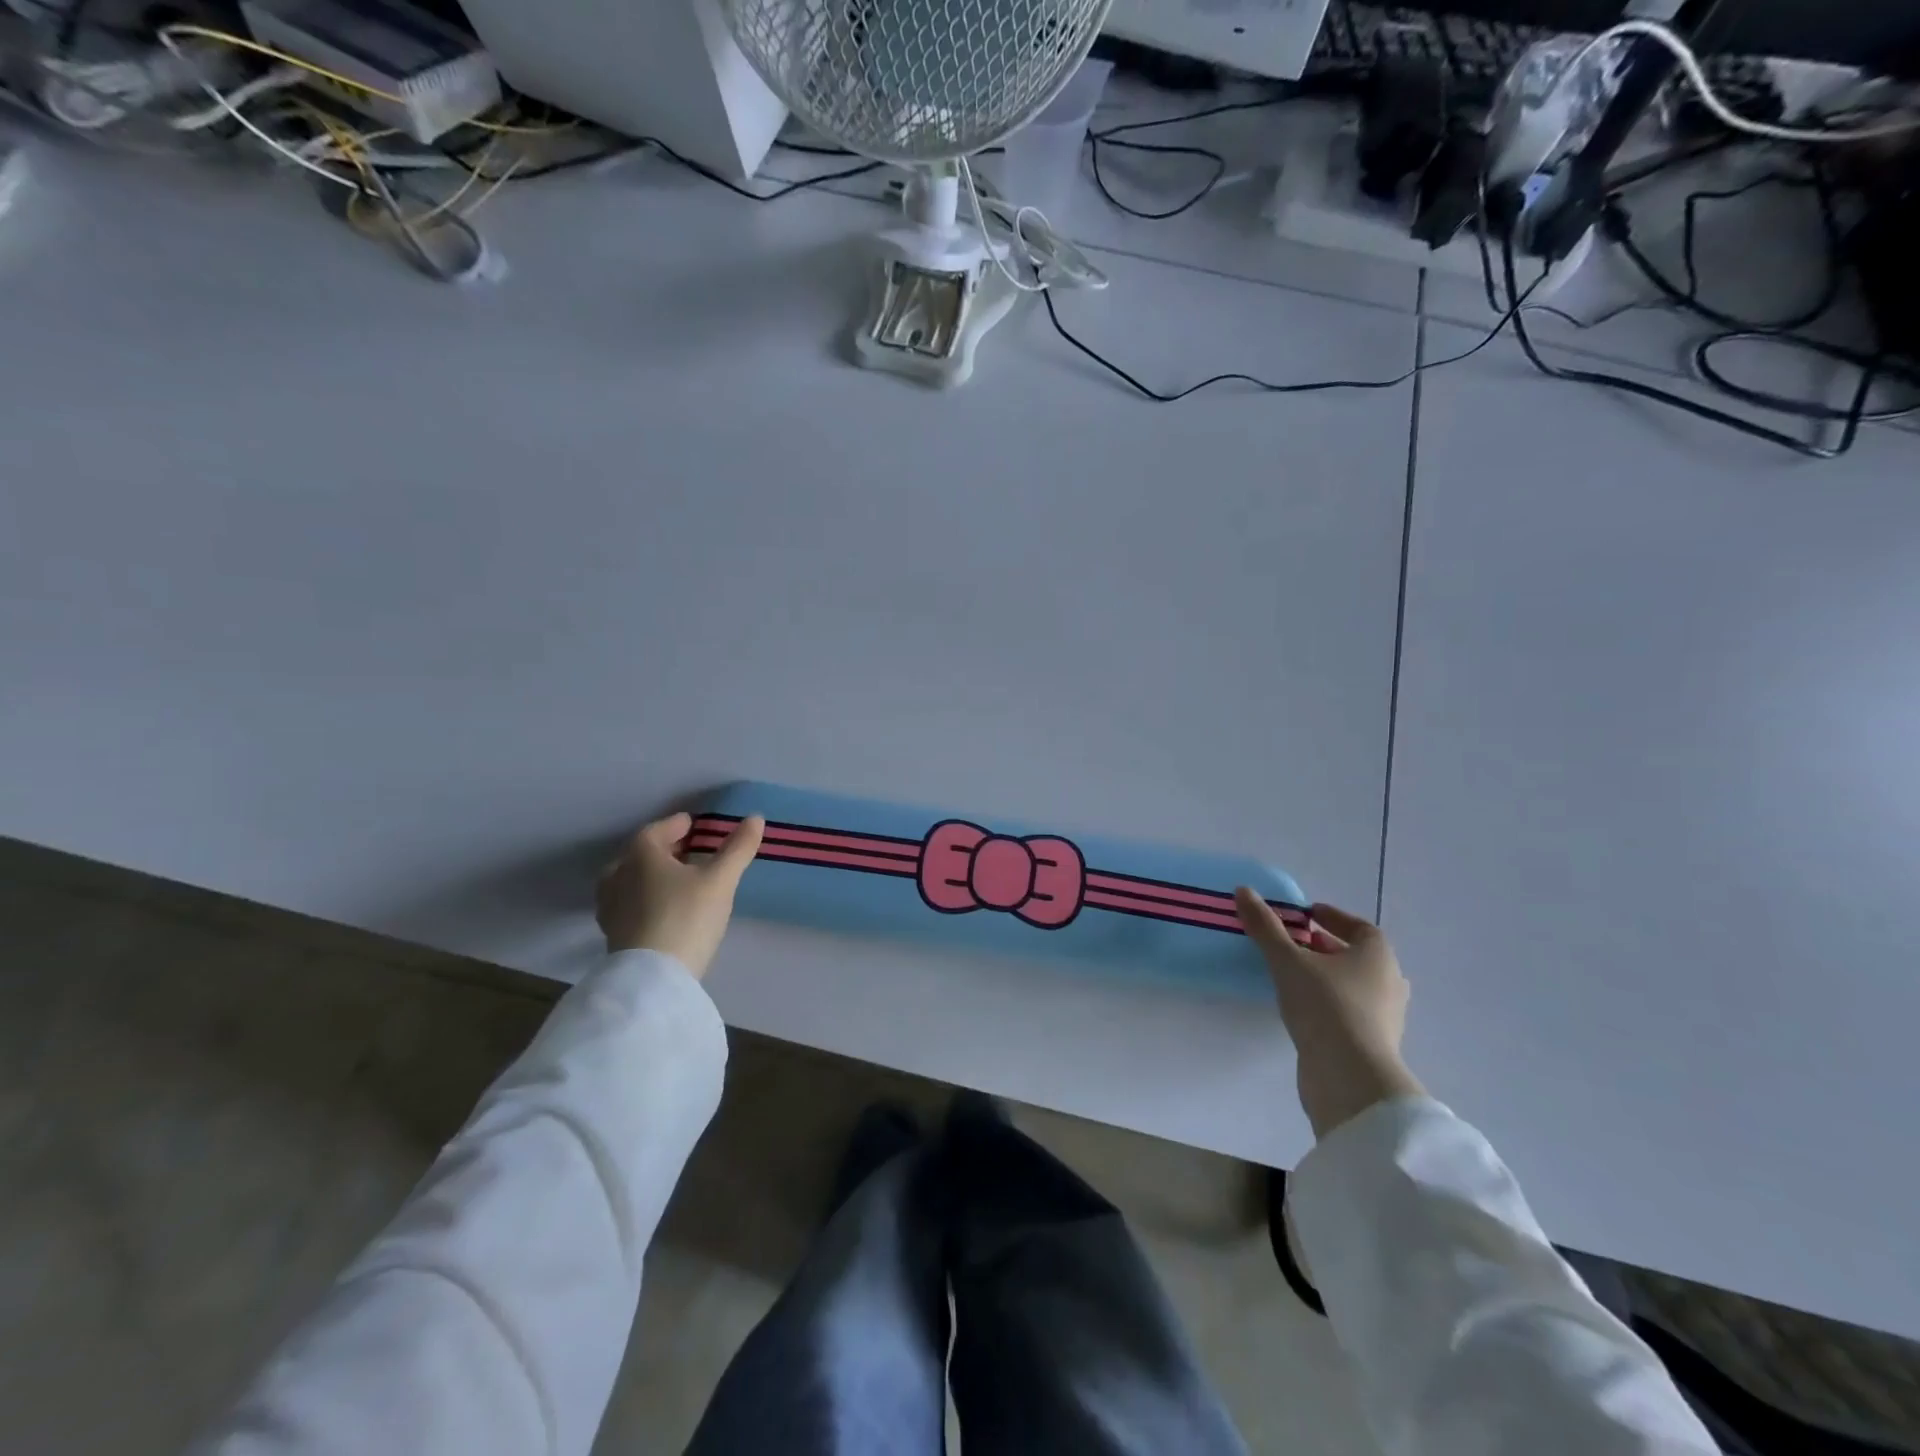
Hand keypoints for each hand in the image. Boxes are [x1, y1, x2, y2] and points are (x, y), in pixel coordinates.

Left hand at [596, 813, 764, 976]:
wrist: (653, 978)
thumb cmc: (686, 917)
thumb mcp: (720, 880)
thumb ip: (738, 848)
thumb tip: (755, 818)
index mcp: (641, 855)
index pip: (657, 830)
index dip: (677, 825)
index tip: (693, 825)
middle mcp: (618, 875)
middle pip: (641, 854)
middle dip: (664, 849)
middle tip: (689, 851)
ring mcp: (611, 906)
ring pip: (631, 879)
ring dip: (652, 875)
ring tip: (677, 880)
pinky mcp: (612, 933)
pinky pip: (629, 903)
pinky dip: (645, 898)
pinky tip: (663, 909)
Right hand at [1235, 893, 1425, 1138]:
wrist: (1350, 1078)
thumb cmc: (1326, 1006)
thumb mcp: (1288, 961)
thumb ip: (1266, 927)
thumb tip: (1244, 890)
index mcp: (1378, 956)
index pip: (1360, 927)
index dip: (1333, 918)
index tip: (1305, 915)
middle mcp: (1389, 983)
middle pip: (1357, 957)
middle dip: (1326, 948)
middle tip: (1294, 943)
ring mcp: (1384, 1017)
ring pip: (1353, 986)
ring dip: (1326, 977)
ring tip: (1291, 975)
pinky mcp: (1372, 1045)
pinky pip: (1348, 1013)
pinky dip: (1327, 1004)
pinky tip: (1300, 1008)